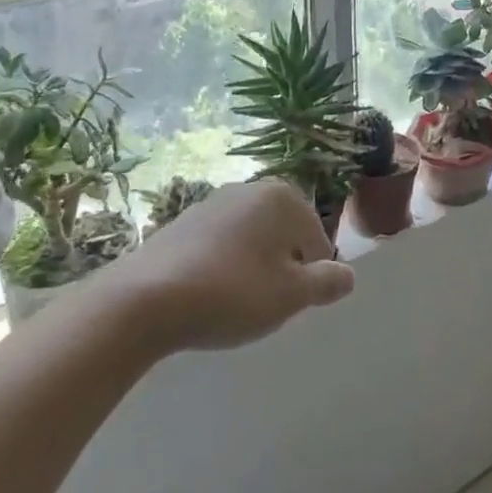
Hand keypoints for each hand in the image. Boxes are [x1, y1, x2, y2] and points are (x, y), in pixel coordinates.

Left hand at [109, 180, 354, 352]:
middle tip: (266, 303)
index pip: (315, 236)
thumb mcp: (290, 296)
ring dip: (251, 266)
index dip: (310, 273)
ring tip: (235, 303)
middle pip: (282, 233)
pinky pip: (218, 245)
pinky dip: (221, 267)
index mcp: (281, 197)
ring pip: (249, 239)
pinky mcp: (179, 223)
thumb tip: (349, 276)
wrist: (143, 300)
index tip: (290, 302)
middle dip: (281, 266)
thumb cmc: (231, 292)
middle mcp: (248, 189)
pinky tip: (206, 296)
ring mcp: (210, 203)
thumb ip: (325, 283)